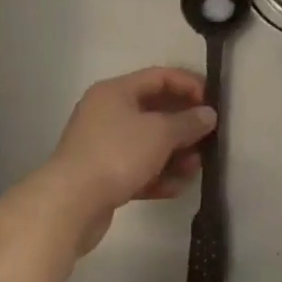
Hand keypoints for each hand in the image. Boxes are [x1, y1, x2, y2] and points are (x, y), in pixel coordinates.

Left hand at [44, 67, 216, 251]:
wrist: (70, 204)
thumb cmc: (117, 154)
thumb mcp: (160, 133)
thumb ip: (188, 122)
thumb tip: (208, 114)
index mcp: (116, 91)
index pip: (159, 77)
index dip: (189, 84)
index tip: (212, 102)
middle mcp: (107, 112)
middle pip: (154, 111)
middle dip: (183, 125)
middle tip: (208, 137)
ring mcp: (102, 145)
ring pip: (147, 143)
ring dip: (174, 153)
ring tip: (195, 167)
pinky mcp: (101, 176)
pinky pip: (136, 168)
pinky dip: (157, 175)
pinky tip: (176, 188)